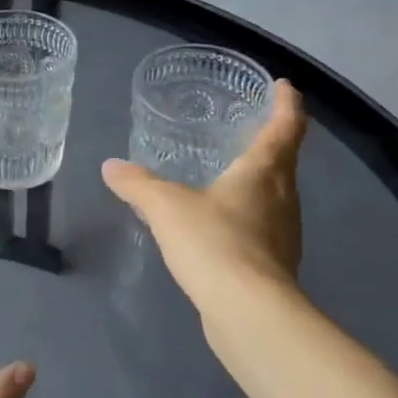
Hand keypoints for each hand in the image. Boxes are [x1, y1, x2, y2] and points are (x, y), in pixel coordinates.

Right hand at [101, 79, 308, 318]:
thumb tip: (111, 167)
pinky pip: (264, 227)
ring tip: (232, 175)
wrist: (248, 312)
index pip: (285, 127)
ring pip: (277, 196)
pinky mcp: (275, 265)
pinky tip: (223, 226)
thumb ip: (138, 184)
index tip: (283, 86)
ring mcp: (284, 234)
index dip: (286, 103)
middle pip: (285, 161)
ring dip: (262, 181)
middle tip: (250, 128)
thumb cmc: (213, 242)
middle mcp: (283, 198)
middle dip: (273, 141)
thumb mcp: (165, 206)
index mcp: (264, 172)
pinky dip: (249, 216)